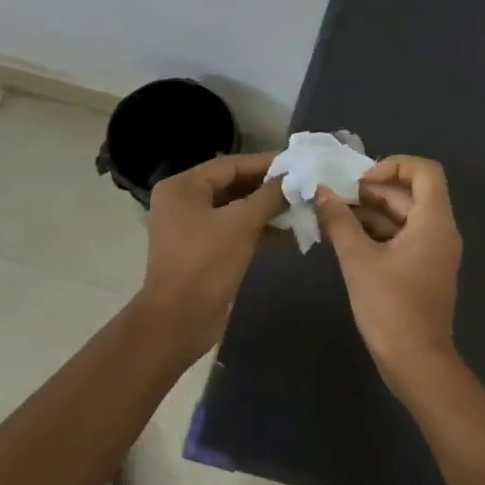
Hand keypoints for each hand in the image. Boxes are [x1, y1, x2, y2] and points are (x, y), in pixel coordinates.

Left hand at [137, 152, 284, 359]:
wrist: (179, 320)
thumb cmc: (207, 263)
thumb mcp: (242, 224)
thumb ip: (270, 196)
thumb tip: (295, 178)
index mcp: (183, 187)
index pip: (231, 165)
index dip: (267, 163)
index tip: (299, 163)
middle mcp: (184, 202)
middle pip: (233, 185)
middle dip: (269, 188)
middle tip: (304, 186)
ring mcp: (192, 228)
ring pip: (236, 210)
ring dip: (267, 210)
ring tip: (302, 208)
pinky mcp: (203, 251)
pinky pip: (233, 230)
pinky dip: (258, 230)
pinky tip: (288, 232)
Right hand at [314, 156, 463, 402]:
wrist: (416, 362)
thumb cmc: (391, 307)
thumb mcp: (358, 260)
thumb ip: (340, 221)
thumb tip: (322, 193)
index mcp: (434, 221)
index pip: (425, 171)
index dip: (394, 165)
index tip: (361, 181)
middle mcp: (440, 231)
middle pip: (411, 194)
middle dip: (373, 191)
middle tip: (336, 198)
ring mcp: (434, 253)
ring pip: (404, 217)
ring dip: (371, 213)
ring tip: (333, 217)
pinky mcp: (423, 271)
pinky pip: (403, 238)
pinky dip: (377, 234)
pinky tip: (345, 240)